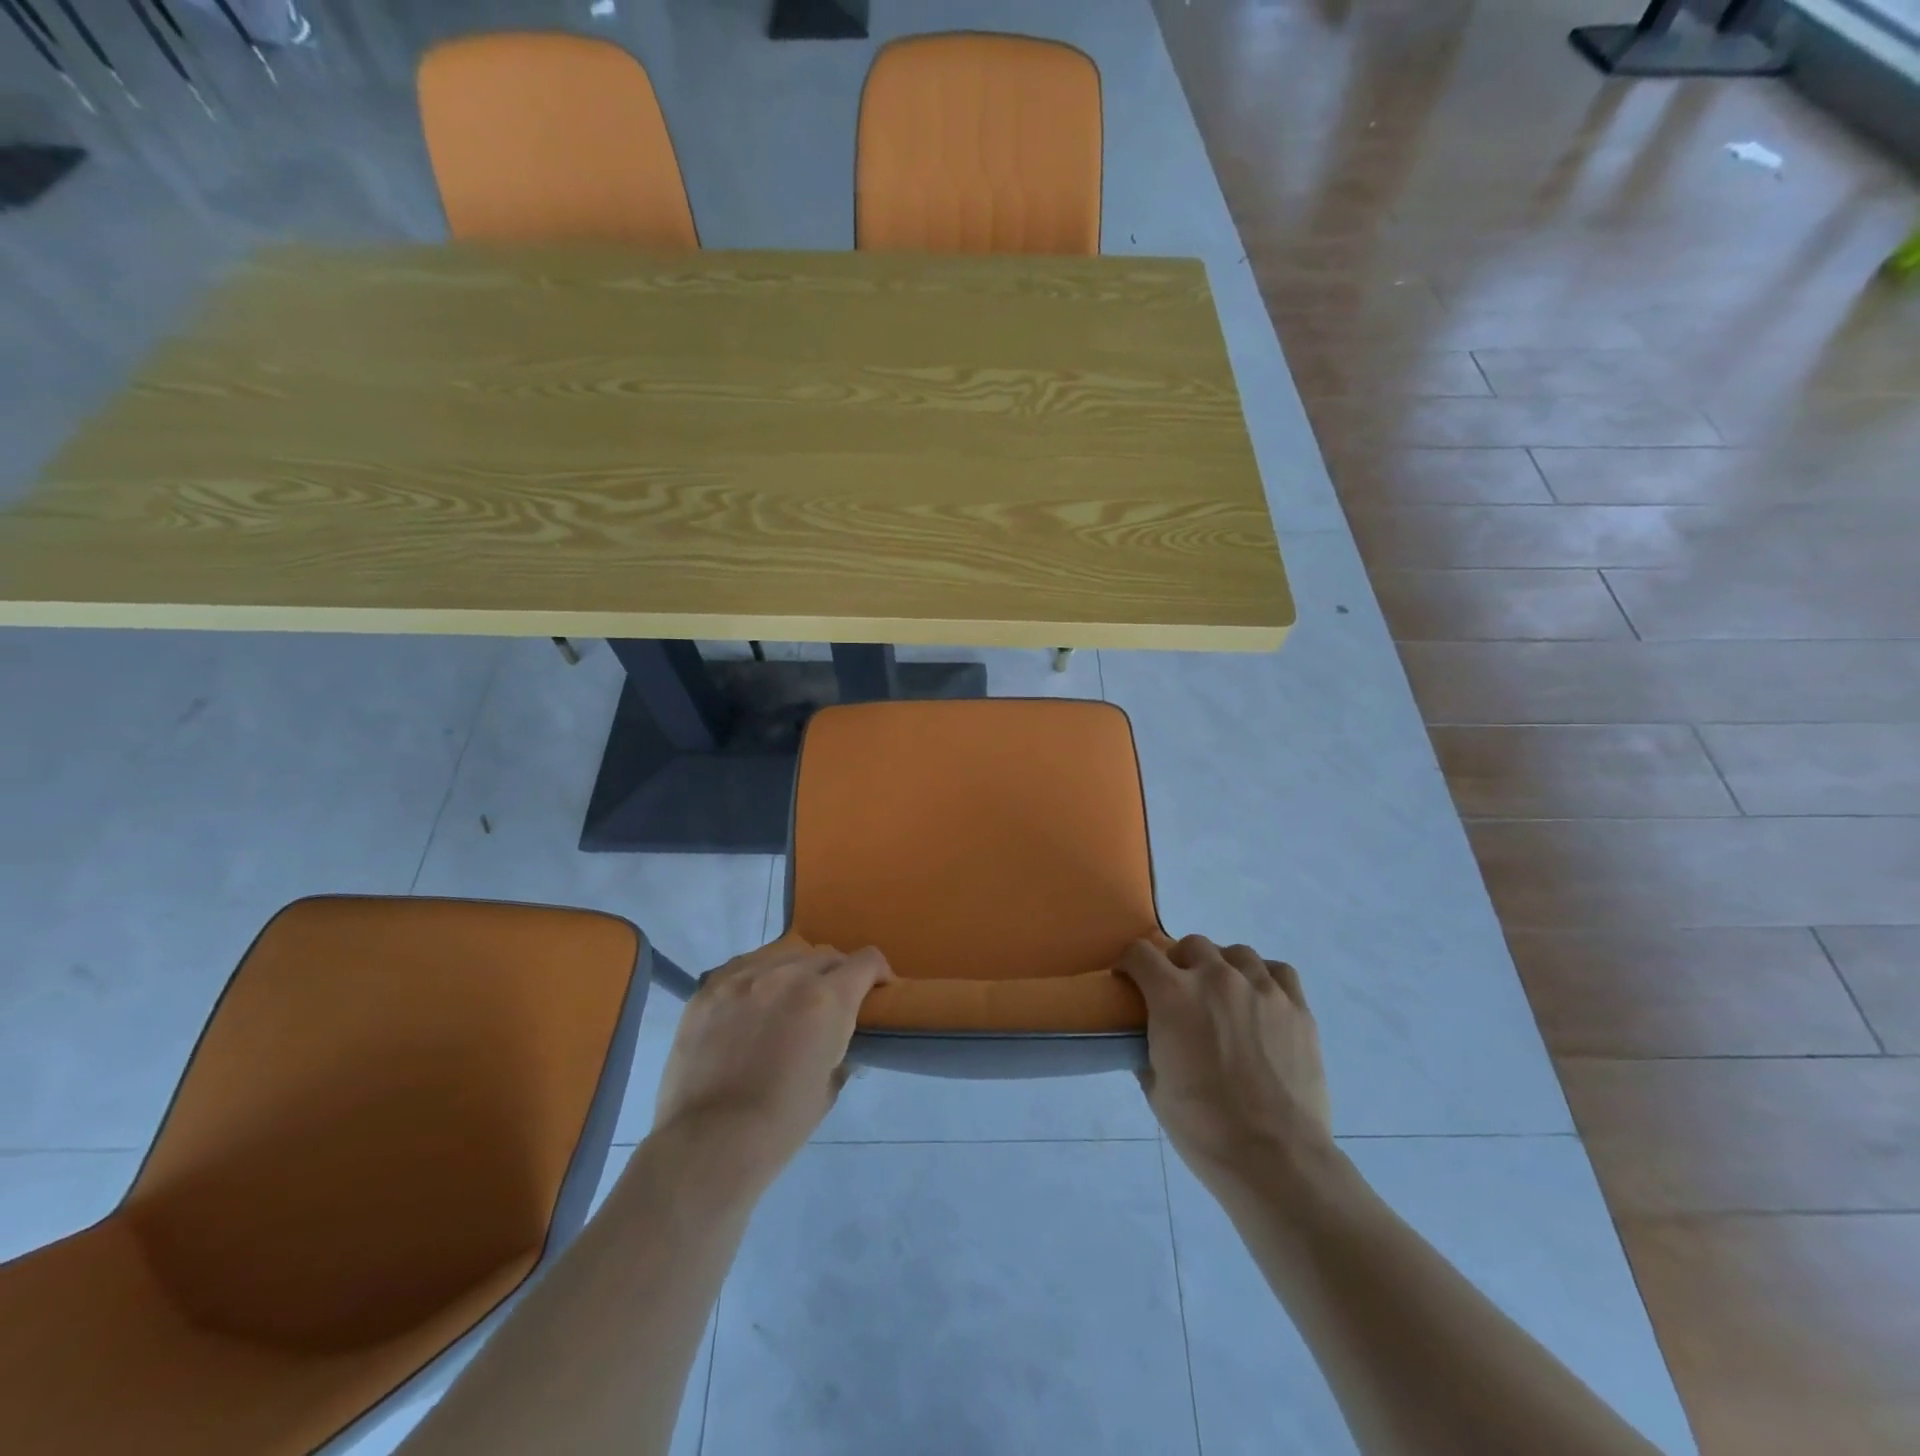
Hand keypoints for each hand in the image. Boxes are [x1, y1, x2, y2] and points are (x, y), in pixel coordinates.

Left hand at [653, 939, 893, 1190]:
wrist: (709, 1143)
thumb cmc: (781, 1124)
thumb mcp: (830, 1086)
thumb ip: (840, 1049)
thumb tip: (839, 1042)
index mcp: (828, 999)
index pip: (867, 960)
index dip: (877, 973)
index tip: (876, 990)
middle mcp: (790, 974)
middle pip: (826, 955)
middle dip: (836, 975)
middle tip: (829, 1004)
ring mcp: (746, 976)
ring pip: (785, 952)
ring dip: (797, 970)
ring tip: (788, 998)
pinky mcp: (711, 985)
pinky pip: (746, 964)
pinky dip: (758, 976)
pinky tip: (752, 1001)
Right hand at [1116, 936, 1331, 1184]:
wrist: (1276, 1159)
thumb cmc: (1203, 1128)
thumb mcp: (1155, 1087)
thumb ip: (1148, 1047)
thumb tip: (1151, 1036)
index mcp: (1172, 995)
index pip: (1140, 953)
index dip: (1129, 963)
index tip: (1130, 981)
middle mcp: (1216, 978)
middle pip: (1191, 945)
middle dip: (1178, 963)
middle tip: (1179, 994)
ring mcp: (1261, 989)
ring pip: (1236, 953)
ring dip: (1221, 967)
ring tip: (1223, 996)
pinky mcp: (1297, 1007)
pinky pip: (1278, 971)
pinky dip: (1263, 977)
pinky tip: (1260, 999)